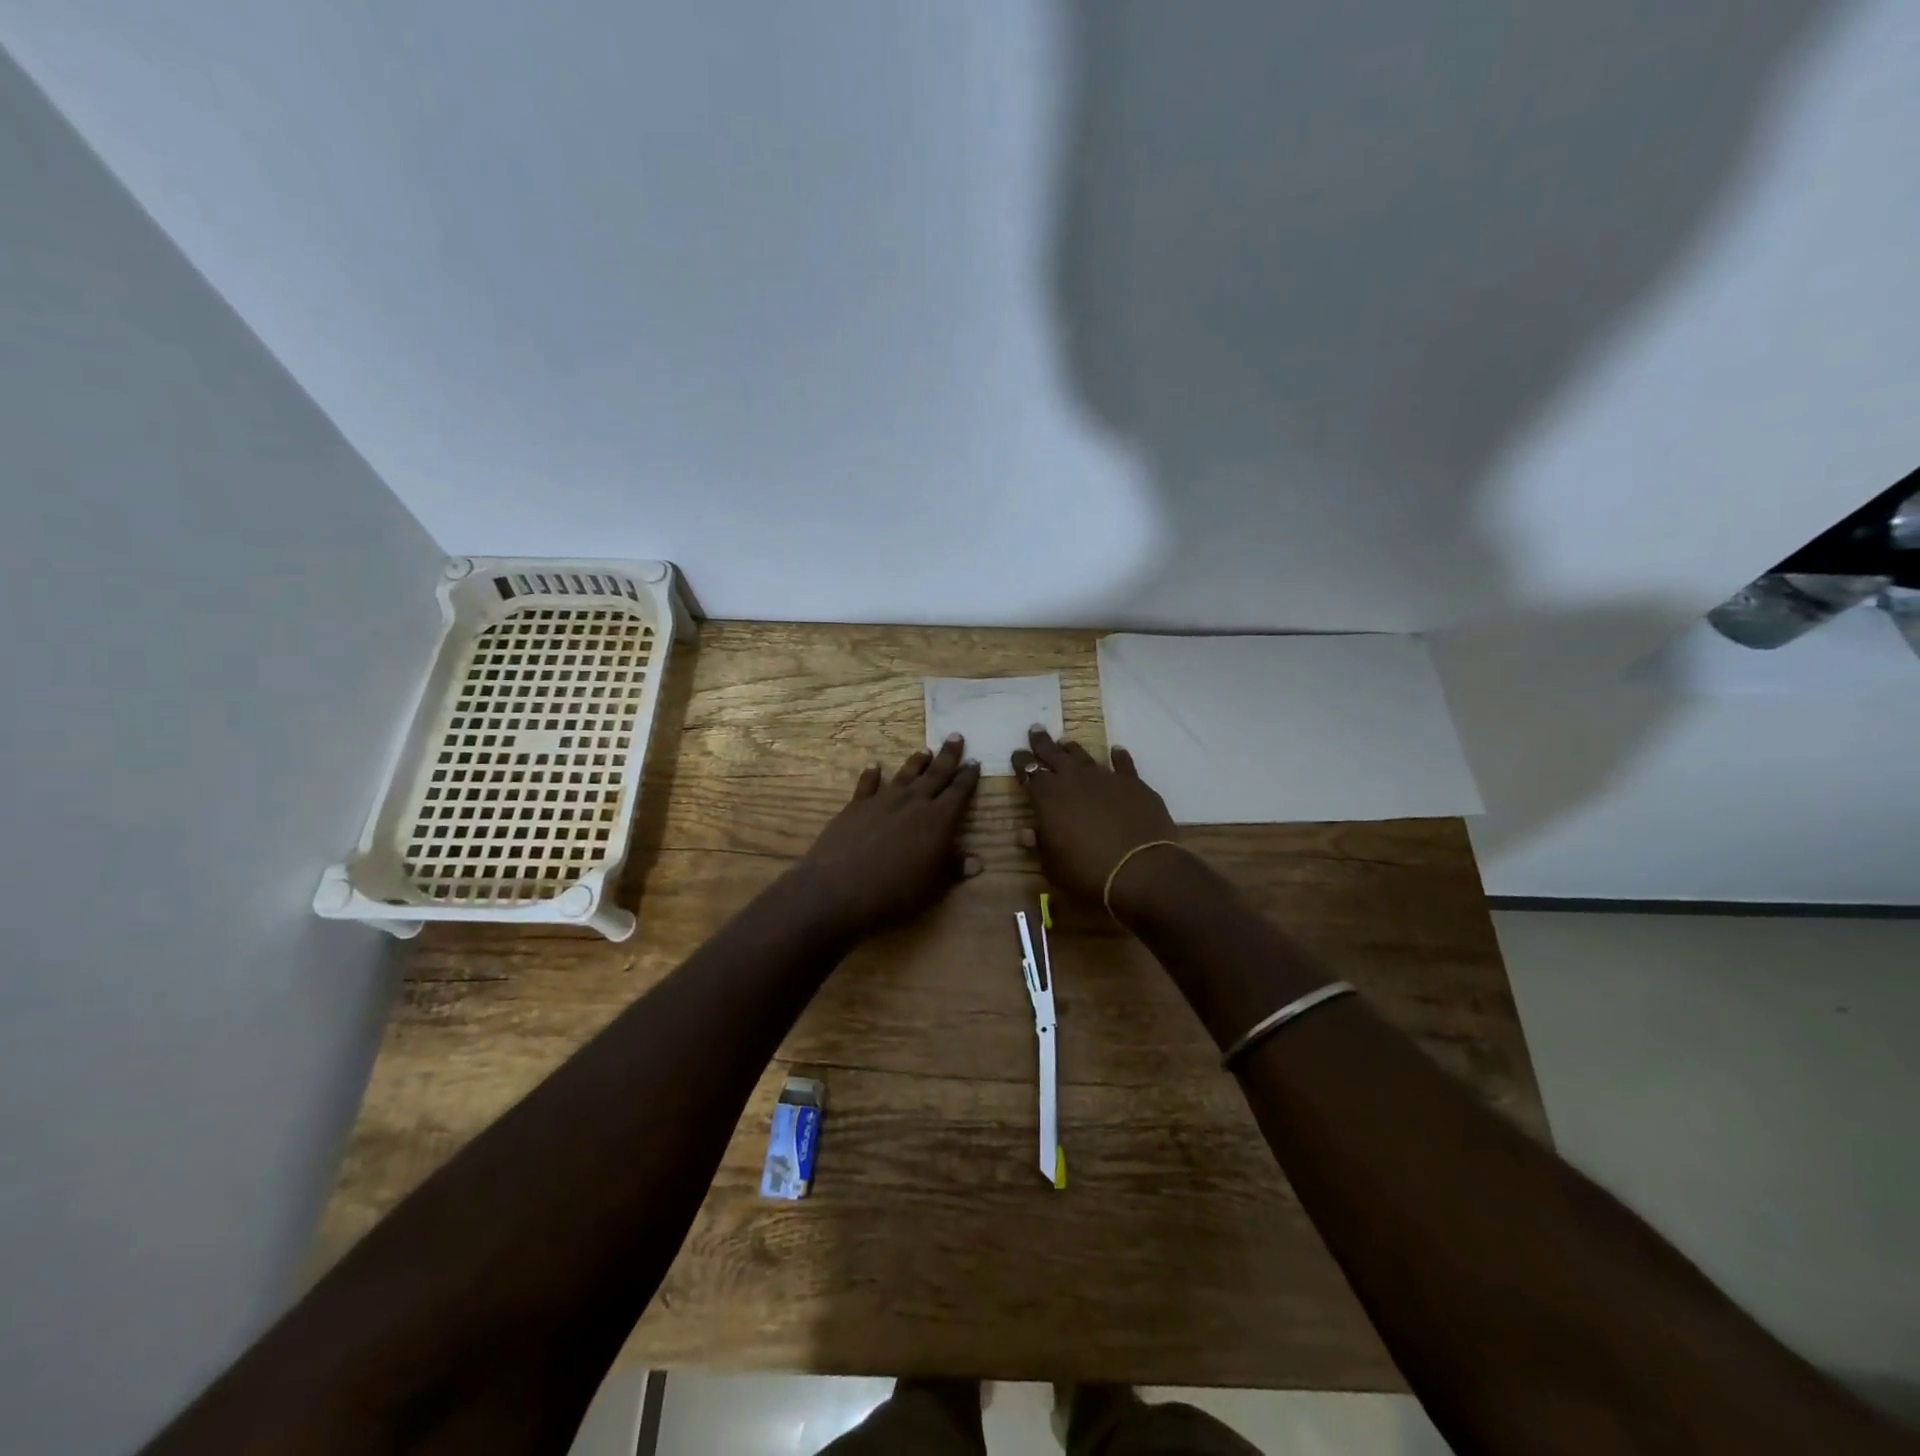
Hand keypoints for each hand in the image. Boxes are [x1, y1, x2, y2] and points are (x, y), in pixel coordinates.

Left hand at [794, 735, 982, 933]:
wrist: (839, 888)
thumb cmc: (894, 891)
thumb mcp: (932, 886)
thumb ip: (953, 869)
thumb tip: (977, 862)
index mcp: (938, 820)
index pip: (958, 792)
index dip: (968, 777)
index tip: (975, 761)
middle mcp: (913, 803)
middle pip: (935, 774)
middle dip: (948, 756)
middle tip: (955, 736)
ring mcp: (882, 801)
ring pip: (904, 775)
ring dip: (916, 762)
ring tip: (925, 750)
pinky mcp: (856, 807)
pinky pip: (867, 785)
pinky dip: (872, 774)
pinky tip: (874, 766)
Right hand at [1012, 727, 1179, 909]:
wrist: (1141, 870)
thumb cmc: (1088, 873)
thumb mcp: (1053, 866)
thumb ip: (1040, 845)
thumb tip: (1026, 833)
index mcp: (1047, 798)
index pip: (1029, 772)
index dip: (1021, 762)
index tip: (1016, 753)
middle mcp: (1074, 780)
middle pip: (1054, 755)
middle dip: (1042, 743)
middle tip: (1035, 730)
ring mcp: (1105, 779)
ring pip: (1084, 756)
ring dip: (1073, 749)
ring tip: (1066, 742)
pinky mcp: (1134, 784)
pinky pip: (1123, 764)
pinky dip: (1118, 756)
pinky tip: (1116, 750)